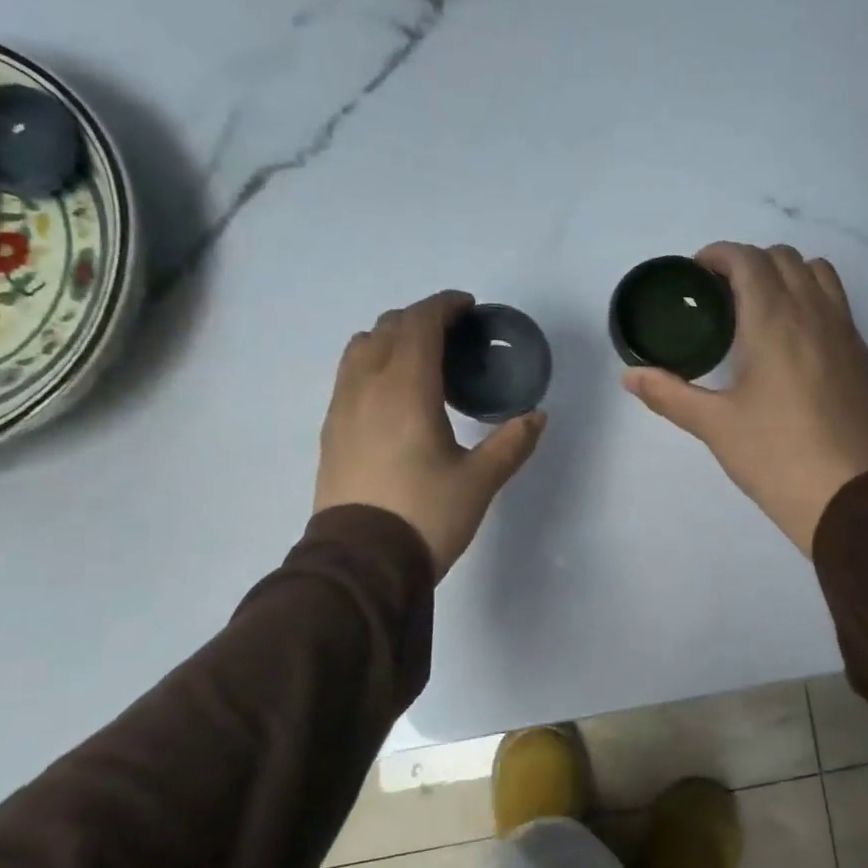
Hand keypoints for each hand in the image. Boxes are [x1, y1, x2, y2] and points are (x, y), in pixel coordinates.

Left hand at [314, 291, 546, 577]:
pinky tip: (392, 393)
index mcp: (406, 389)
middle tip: (452, 333)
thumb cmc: (426, 515)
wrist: (362, 562)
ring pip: (361, 347)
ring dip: (391, 337)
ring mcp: (342, 407)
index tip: (468, 307)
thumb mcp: (480, 481)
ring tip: (419, 358)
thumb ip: (511, 443)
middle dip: (420, 318)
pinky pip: (348, 375)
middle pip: (388, 327)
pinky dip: (372, 363)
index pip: (420, 324)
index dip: (444, 306)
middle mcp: (367, 386)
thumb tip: (536, 416)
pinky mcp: (331, 430)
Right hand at [623, 243, 867, 554]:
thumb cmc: (773, 456)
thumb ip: (668, 394)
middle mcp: (813, 313)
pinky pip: (838, 304)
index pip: (747, 259)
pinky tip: (794, 341)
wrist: (843, 496)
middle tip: (721, 296)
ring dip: (786, 274)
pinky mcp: (861, 356)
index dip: (718, 255)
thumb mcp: (713, 425)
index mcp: (773, 321)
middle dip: (749, 263)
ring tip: (761, 309)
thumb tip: (630, 376)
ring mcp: (845, 332)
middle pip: (783, 258)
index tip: (697, 274)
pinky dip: (813, 299)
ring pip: (818, 273)